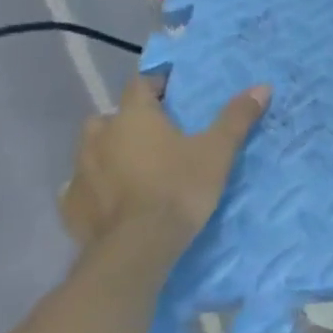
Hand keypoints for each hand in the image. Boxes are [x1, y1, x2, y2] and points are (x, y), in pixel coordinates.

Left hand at [60, 76, 269, 249]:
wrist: (137, 248)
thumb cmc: (179, 187)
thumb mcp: (218, 150)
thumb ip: (236, 117)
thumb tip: (262, 87)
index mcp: (133, 117)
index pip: (139, 84)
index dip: (156, 84)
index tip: (173, 92)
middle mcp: (100, 137)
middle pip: (110, 117)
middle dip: (128, 121)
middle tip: (155, 134)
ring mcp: (79, 172)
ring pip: (92, 151)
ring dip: (110, 153)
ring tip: (135, 167)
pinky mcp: (71, 207)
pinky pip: (82, 187)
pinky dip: (97, 187)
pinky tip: (115, 199)